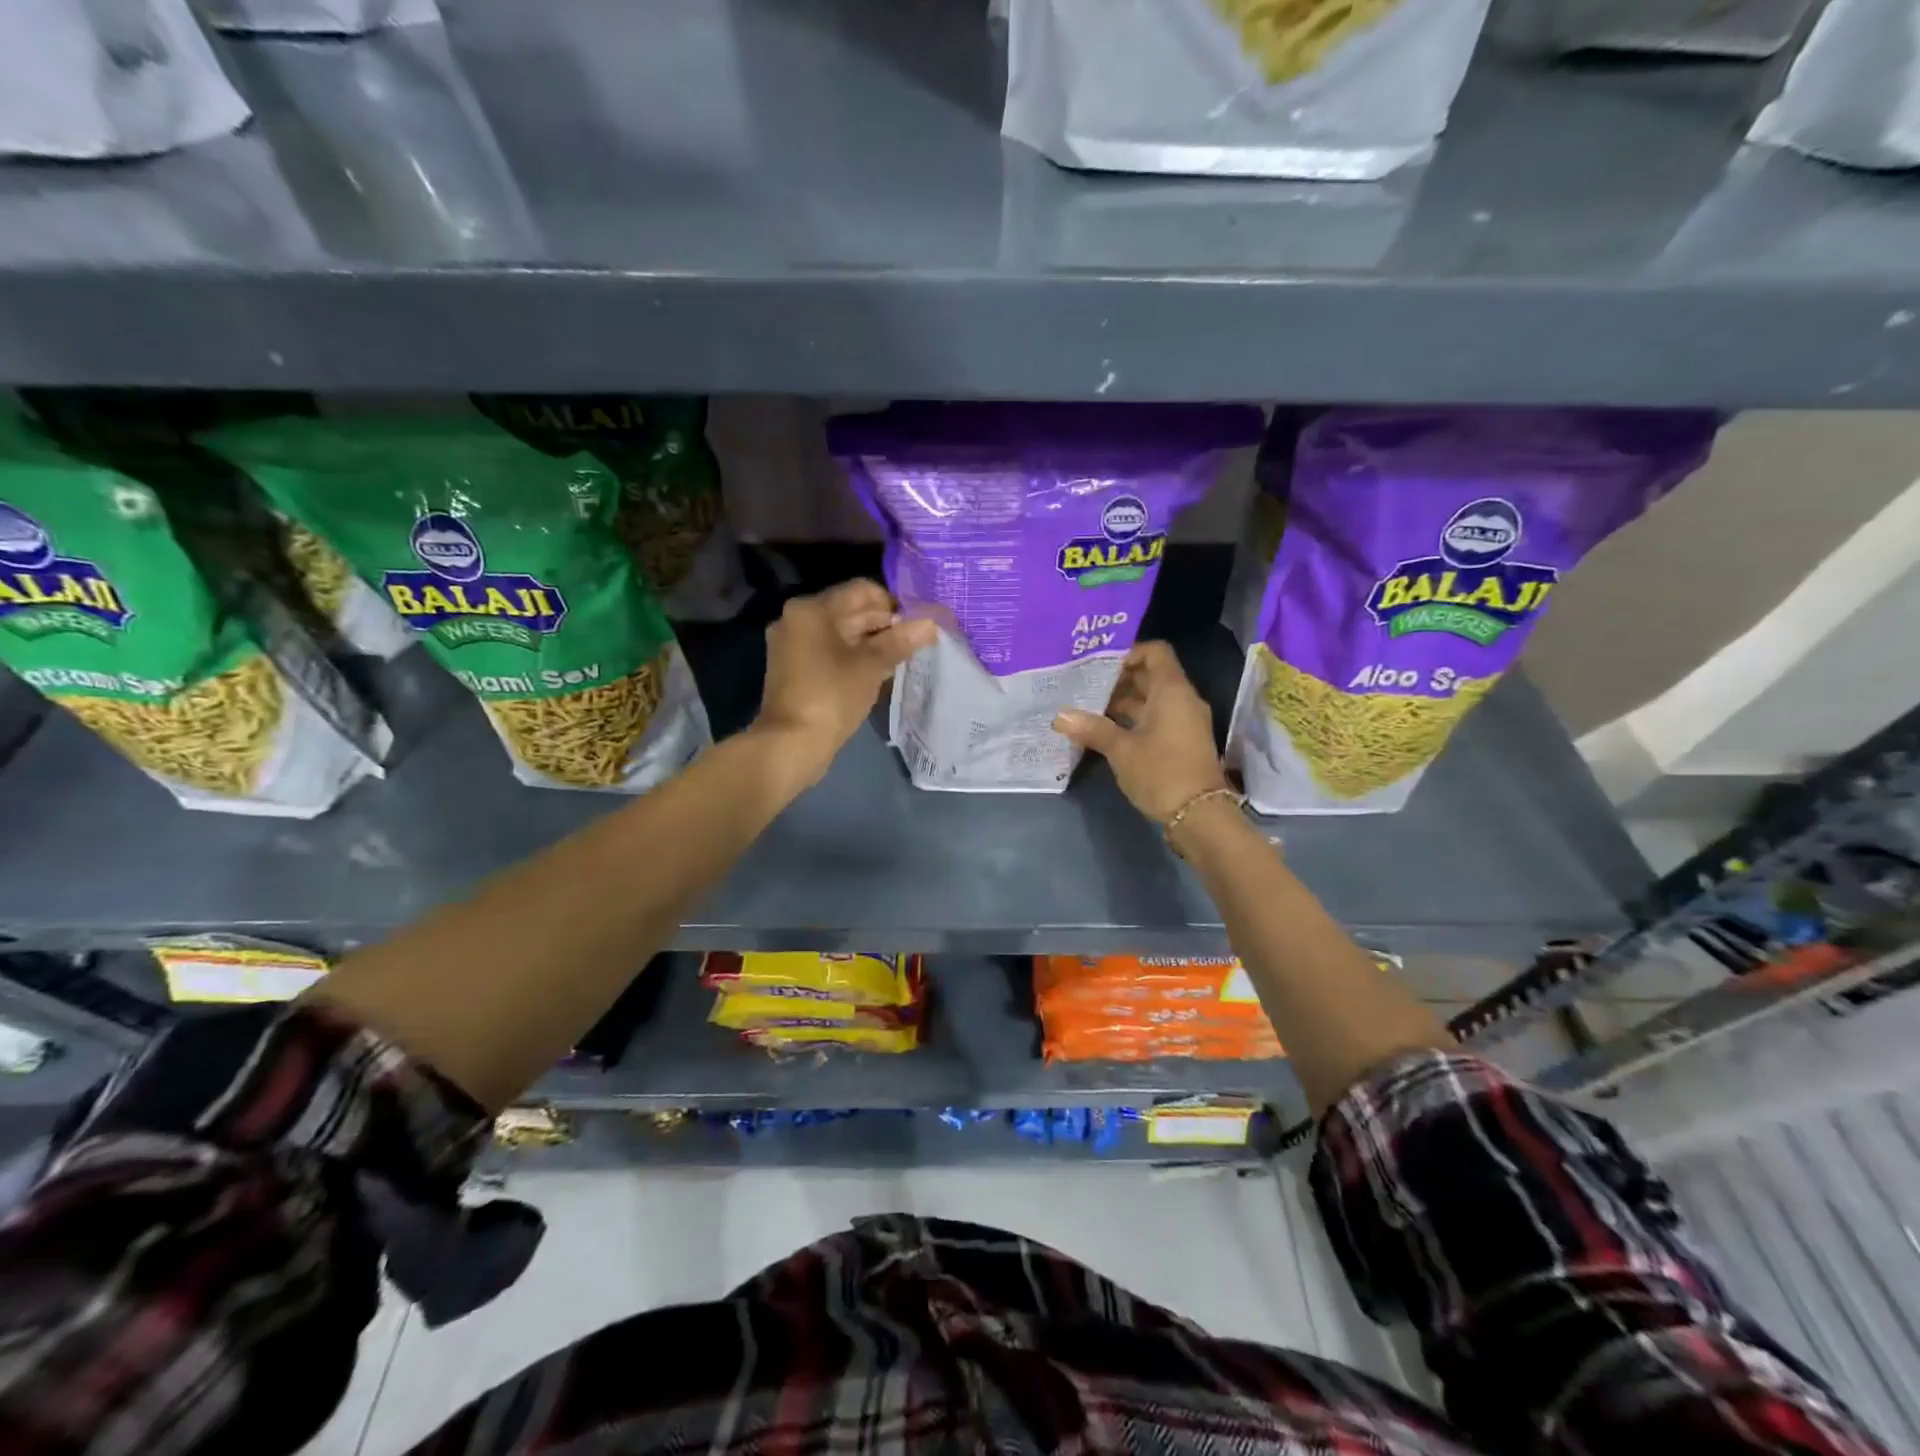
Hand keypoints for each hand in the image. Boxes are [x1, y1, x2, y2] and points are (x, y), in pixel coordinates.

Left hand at [752, 580, 934, 791]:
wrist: (791, 744)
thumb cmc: (832, 696)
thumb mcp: (871, 666)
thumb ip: (900, 641)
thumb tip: (931, 623)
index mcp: (812, 609)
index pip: (862, 590)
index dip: (894, 603)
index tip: (917, 624)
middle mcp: (797, 619)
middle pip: (850, 610)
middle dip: (884, 624)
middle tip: (915, 642)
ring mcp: (793, 645)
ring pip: (842, 633)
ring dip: (872, 642)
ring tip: (902, 658)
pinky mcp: (795, 669)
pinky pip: (831, 651)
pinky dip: (854, 656)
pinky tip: (879, 672)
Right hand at [1053, 641, 1228, 824]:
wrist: (1199, 815)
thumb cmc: (1161, 771)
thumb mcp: (1121, 749)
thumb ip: (1092, 728)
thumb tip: (1059, 716)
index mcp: (1172, 690)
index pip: (1155, 652)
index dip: (1128, 652)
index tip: (1099, 664)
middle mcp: (1182, 700)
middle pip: (1150, 676)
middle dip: (1118, 679)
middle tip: (1084, 685)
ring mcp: (1184, 722)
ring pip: (1151, 700)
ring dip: (1122, 702)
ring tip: (1087, 707)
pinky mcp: (1181, 742)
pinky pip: (1155, 719)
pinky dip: (1132, 720)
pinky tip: (1104, 730)